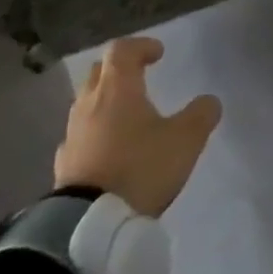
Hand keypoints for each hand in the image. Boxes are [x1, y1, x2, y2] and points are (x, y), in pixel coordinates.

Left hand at [54, 37, 222, 215]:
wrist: (88, 227)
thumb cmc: (139, 168)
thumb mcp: (184, 140)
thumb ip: (201, 115)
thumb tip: (210, 102)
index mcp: (117, 88)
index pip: (122, 50)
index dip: (141, 46)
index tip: (158, 54)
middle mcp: (90, 104)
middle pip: (98, 72)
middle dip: (119, 69)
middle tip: (139, 76)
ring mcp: (72, 135)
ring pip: (86, 104)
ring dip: (105, 102)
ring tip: (126, 116)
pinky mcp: (63, 166)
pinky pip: (79, 136)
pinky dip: (94, 133)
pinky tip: (107, 150)